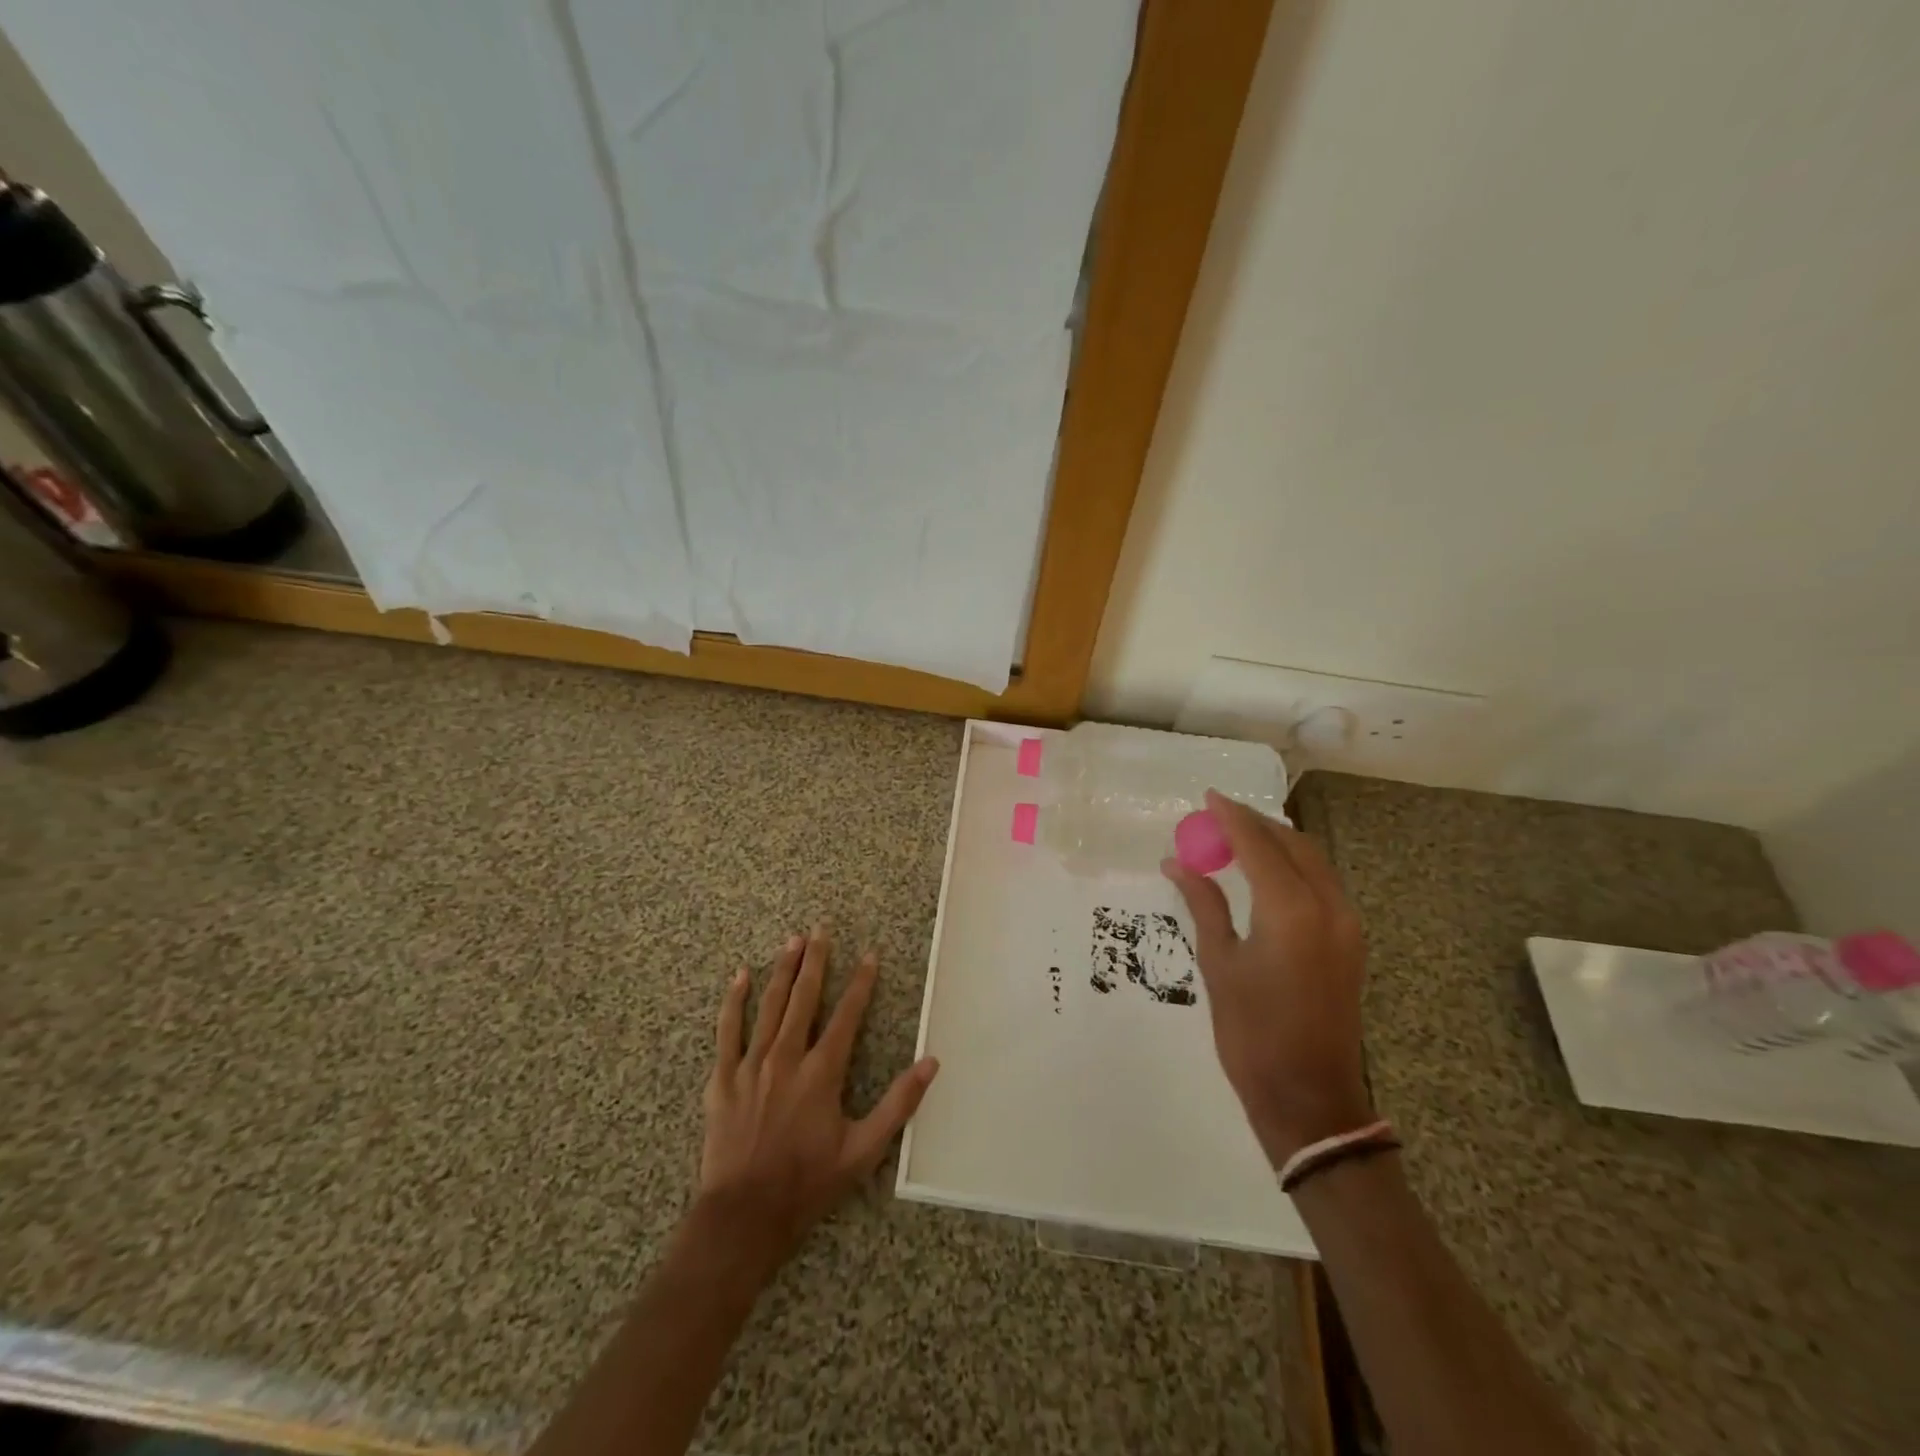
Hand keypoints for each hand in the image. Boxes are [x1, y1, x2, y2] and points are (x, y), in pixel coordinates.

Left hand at [696, 924, 938, 1270]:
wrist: (744, 1216)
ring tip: (793, 941)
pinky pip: (728, 1030)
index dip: (861, 983)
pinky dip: (735, 1001)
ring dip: (783, 970)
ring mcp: (751, 1065)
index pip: (847, 1015)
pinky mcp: (722, 1078)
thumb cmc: (808, 1183)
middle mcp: (787, 1058)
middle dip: (816, 960)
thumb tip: (930, 1063)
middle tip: (822, 929)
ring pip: (770, 1005)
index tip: (870, 955)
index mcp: (822, 1072)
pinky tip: (741, 976)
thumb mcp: (864, 1150)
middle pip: (804, 997)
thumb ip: (899, 1104)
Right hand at [1162, 791, 1371, 1166]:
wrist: (1310, 1098)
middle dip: (1256, 824)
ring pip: (1313, 861)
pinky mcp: (1351, 942)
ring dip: (1277, 842)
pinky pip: (1322, 884)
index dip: (1231, 817)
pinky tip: (1264, 874)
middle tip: (1218, 816)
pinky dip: (1293, 866)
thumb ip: (1203, 904)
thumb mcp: (1219, 964)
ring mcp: (1347, 925)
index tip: (1207, 797)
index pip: (1258, 845)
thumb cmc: (1252, 1033)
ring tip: (1236, 839)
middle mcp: (1328, 907)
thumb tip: (1177, 863)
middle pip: (1292, 844)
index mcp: (1291, 911)